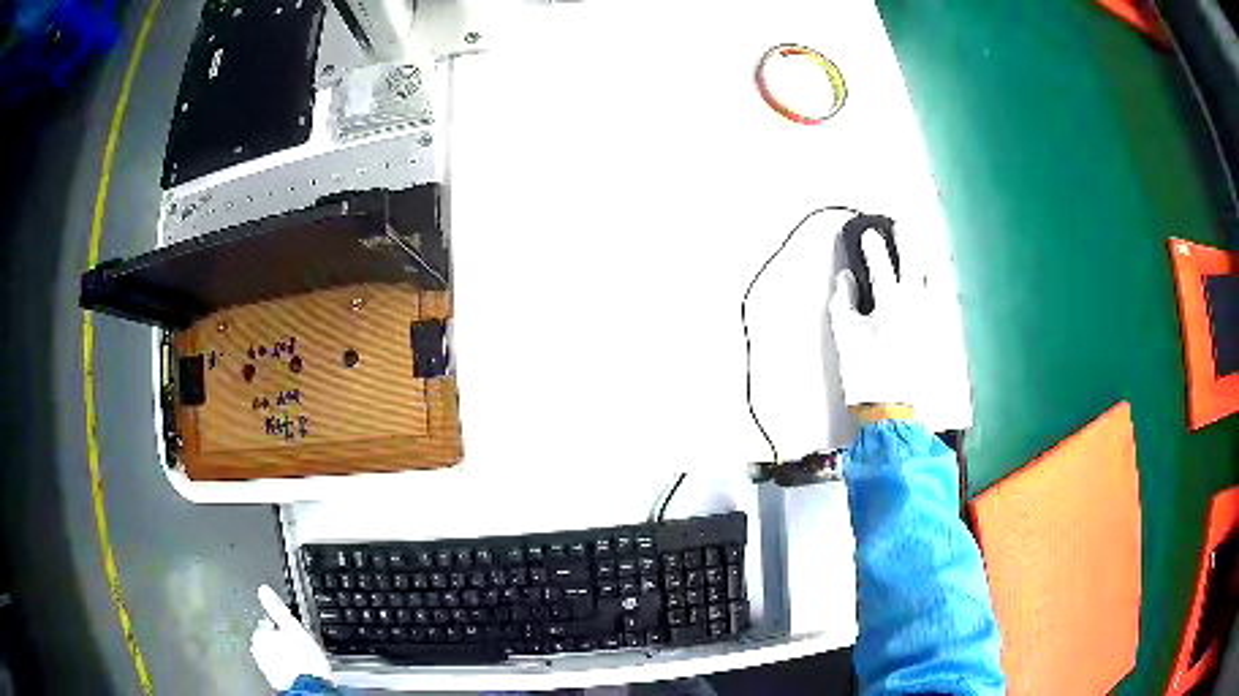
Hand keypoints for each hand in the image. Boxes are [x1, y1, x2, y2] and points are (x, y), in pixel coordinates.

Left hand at [250, 585, 331, 691]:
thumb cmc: (304, 660)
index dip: (281, 624)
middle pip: (267, 637)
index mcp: (258, 634)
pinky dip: (284, 664)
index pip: (266, 621)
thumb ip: (276, 608)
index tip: (293, 629)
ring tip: (299, 656)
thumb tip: (263, 589)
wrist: (311, 689)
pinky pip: (277, 666)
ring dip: (282, 652)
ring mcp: (265, 666)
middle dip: (279, 638)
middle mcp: (257, 650)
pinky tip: (297, 668)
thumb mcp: (293, 628)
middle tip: (297, 643)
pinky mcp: (274, 679)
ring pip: (272, 652)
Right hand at [829, 228, 927, 416]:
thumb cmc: (865, 371)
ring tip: (926, 249)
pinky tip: (938, 283)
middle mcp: (916, 302)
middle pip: (913, 261)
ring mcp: (932, 317)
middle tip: (902, 225)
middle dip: (907, 239)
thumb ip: (842, 300)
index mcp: (890, 301)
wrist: (892, 407)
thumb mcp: (844, 335)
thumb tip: (846, 277)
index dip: (873, 246)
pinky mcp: (940, 332)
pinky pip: (944, 301)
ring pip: (936, 278)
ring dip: (929, 259)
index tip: (868, 233)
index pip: (881, 264)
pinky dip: (941, 287)